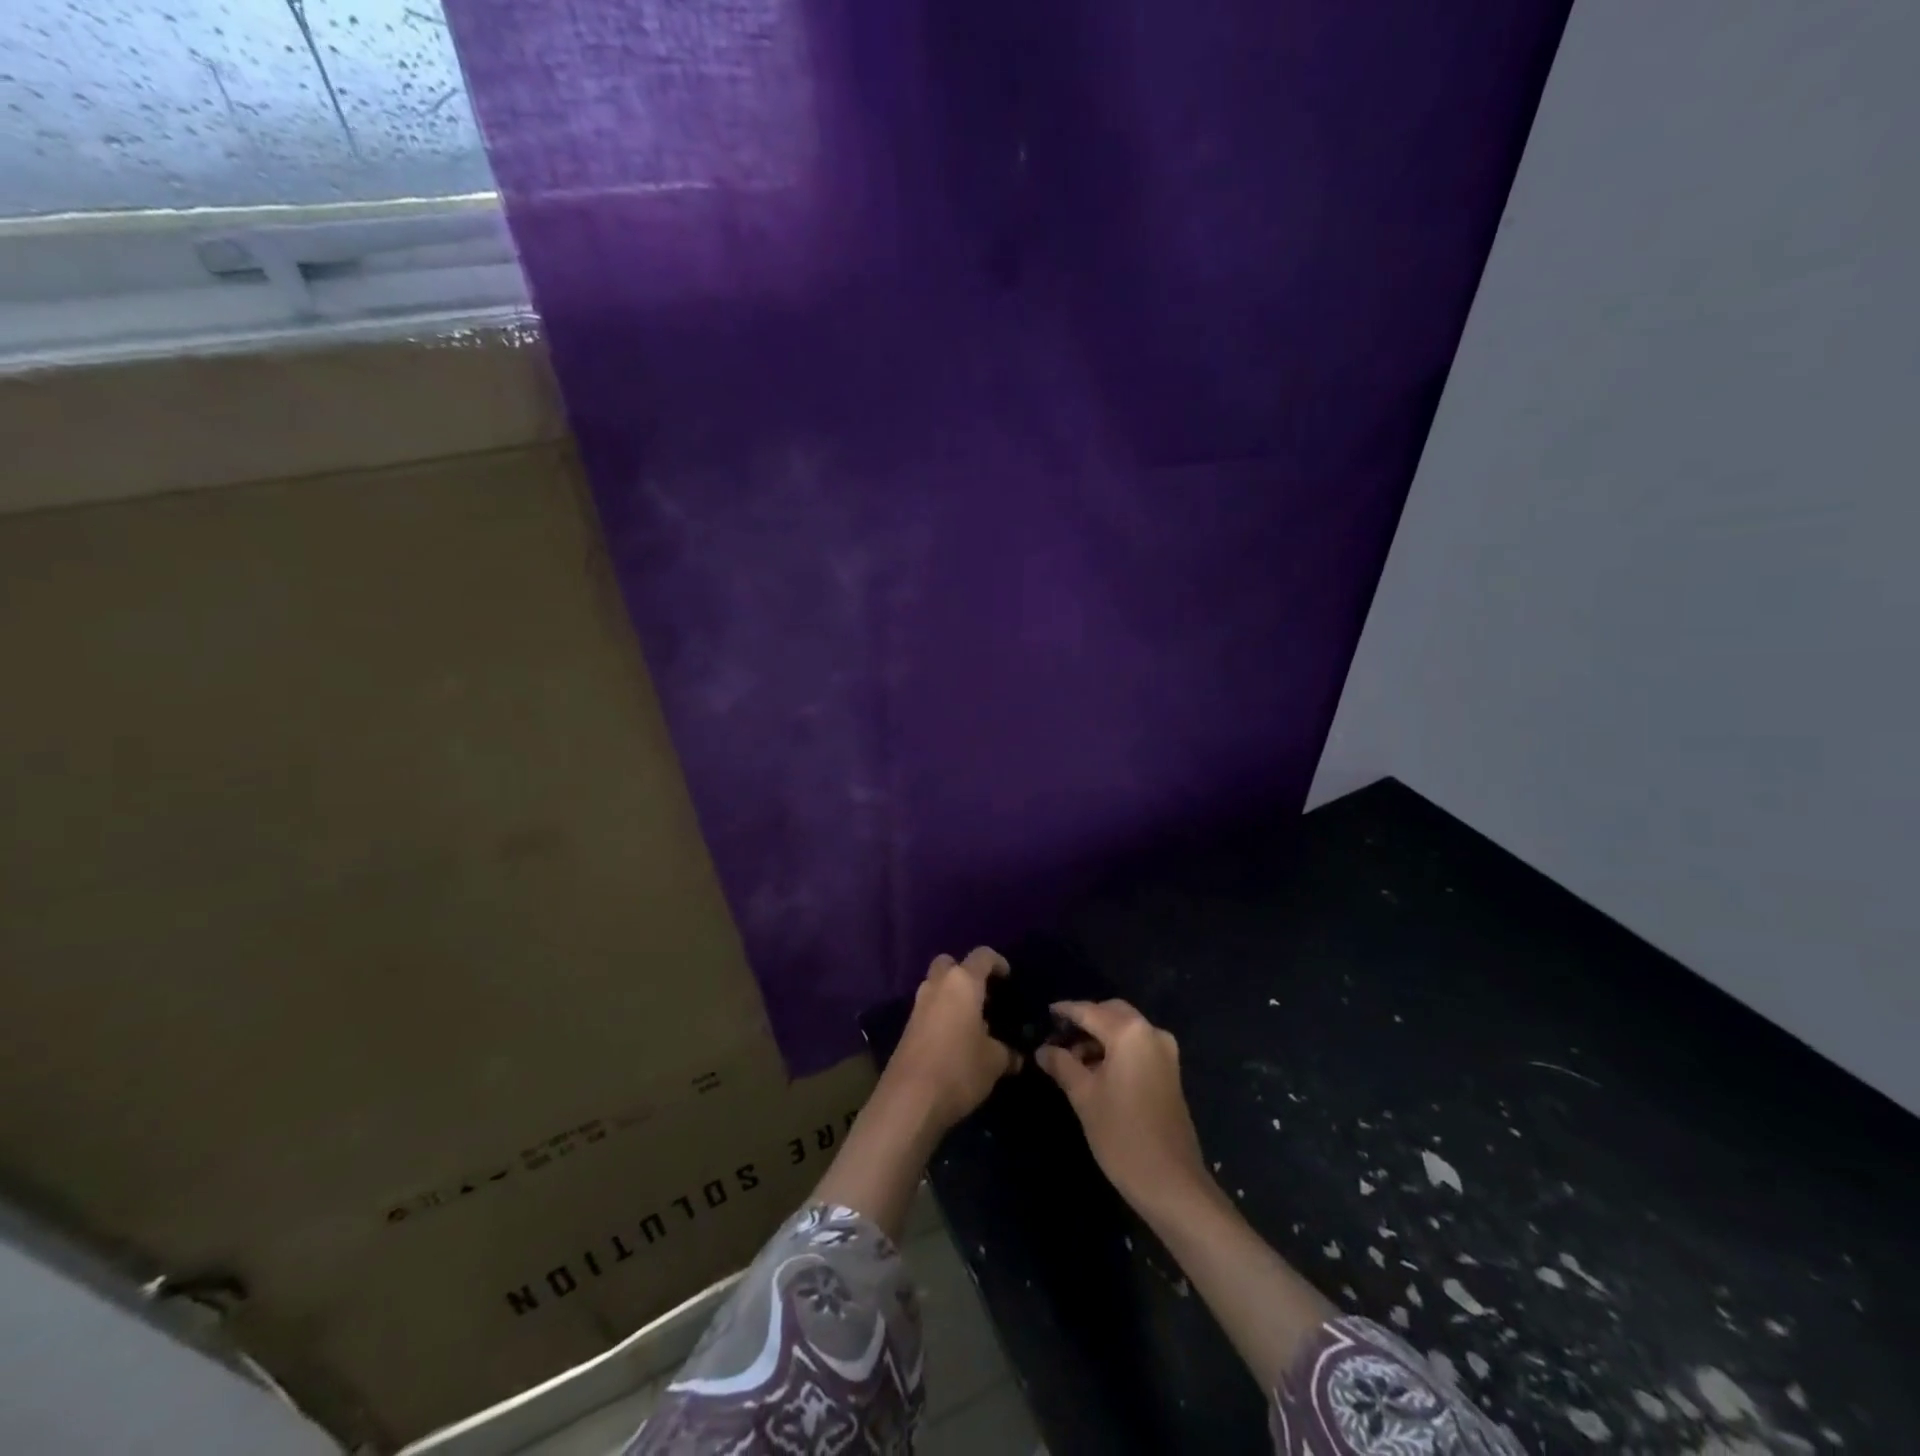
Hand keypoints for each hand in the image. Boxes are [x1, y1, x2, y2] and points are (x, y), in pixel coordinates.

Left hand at [884, 947, 1019, 1131]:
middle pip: (950, 964)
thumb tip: (1017, 1056)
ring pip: (937, 986)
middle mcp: (938, 985)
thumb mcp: (994, 1062)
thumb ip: (1008, 1052)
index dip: (998, 962)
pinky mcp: (907, 1026)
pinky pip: (929, 1008)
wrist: (909, 1100)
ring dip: (952, 996)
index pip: (982, 956)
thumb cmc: (959, 1068)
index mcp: (962, 982)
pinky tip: (956, 1040)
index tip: (1009, 978)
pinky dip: (942, 1014)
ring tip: (973, 1022)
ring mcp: (918, 1005)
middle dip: (966, 974)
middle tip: (983, 996)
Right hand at [1037, 999, 1208, 1211]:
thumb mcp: (1084, 1096)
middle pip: (1112, 1013)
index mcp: (1130, 1033)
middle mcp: (1151, 1033)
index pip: (1090, 1011)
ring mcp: (1165, 1052)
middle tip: (1058, 1036)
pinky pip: (1137, 1047)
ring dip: (1100, 1037)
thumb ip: (1062, 1064)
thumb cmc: (1122, 1135)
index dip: (1066, 1011)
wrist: (1171, 1183)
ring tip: (1072, 1059)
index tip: (1046, 1012)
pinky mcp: (1170, 1072)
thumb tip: (1043, 1050)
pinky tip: (1096, 1070)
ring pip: (1126, 1030)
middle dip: (1085, 1021)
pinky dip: (1116, 1050)